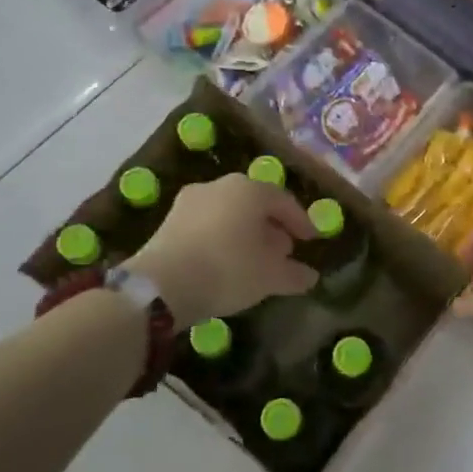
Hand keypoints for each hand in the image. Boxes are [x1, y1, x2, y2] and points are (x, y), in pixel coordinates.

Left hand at [129, 174, 317, 326]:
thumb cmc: (229, 269)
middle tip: (283, 251)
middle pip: (255, 204)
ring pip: (229, 214)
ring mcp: (189, 201)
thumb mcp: (271, 276)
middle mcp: (219, 186)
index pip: (284, 201)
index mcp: (249, 189)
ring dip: (245, 233)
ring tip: (255, 260)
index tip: (311, 241)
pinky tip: (226, 263)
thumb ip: (294, 274)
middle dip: (272, 227)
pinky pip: (207, 225)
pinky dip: (222, 239)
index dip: (301, 222)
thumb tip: (310, 276)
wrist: (161, 285)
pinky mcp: (168, 221)